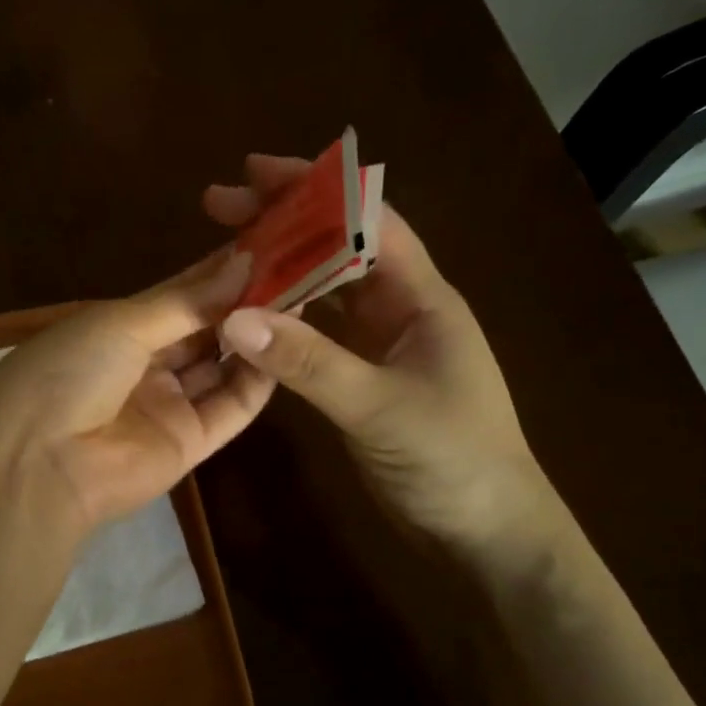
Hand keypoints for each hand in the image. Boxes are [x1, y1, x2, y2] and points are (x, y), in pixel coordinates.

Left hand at [0, 251, 274, 541]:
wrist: (41, 464)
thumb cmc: (69, 372)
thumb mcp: (120, 323)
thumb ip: (186, 301)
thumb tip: (242, 262)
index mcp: (116, 329)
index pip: (179, 293)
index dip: (219, 270)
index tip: (268, 241)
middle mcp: (143, 364)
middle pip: (203, 328)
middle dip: (244, 300)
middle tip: (299, 267)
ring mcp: (167, 405)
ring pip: (221, 365)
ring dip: (255, 335)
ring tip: (304, 298)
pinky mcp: (189, 444)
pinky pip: (230, 408)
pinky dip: (257, 379)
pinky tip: (287, 346)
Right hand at [205, 154, 552, 557]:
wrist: (487, 532)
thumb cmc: (453, 460)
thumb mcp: (379, 408)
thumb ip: (309, 362)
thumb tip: (234, 317)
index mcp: (421, 297)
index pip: (366, 220)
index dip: (313, 190)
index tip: (254, 174)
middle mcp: (400, 309)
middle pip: (337, 247)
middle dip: (282, 223)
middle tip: (219, 207)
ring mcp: (380, 345)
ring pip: (322, 290)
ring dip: (277, 269)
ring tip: (222, 255)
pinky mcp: (361, 377)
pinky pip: (314, 333)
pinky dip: (281, 319)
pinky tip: (246, 315)